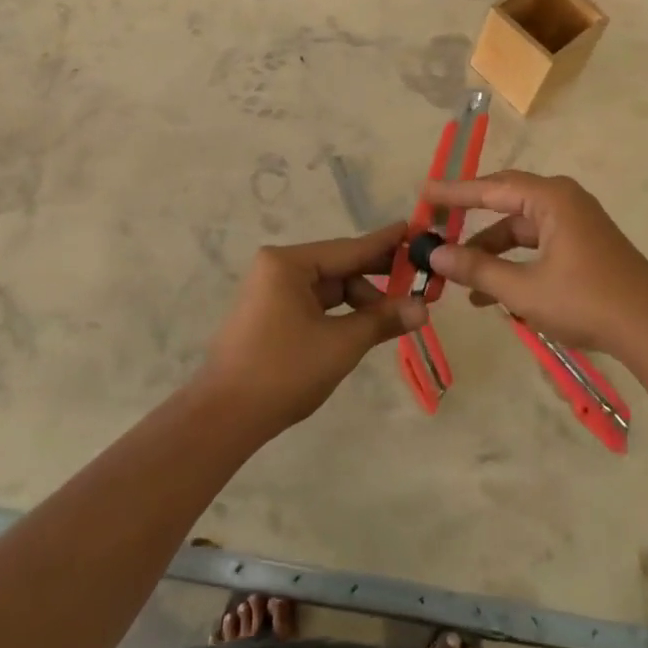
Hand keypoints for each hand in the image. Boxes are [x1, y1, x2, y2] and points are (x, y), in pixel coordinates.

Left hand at [198, 223, 424, 434]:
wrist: (224, 418)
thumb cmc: (283, 372)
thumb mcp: (341, 344)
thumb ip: (382, 320)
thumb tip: (423, 308)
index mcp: (288, 263)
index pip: (349, 248)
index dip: (385, 243)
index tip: (414, 229)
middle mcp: (277, 268)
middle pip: (338, 267)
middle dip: (376, 278)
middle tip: (417, 280)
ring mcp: (270, 292)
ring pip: (328, 288)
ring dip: (359, 301)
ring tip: (393, 318)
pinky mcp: (269, 315)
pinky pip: (314, 304)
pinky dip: (340, 313)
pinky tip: (364, 325)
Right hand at [422, 171, 647, 355]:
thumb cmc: (587, 301)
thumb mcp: (524, 289)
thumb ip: (477, 269)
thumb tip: (435, 253)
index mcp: (551, 198)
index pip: (491, 187)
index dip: (455, 192)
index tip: (424, 193)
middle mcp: (563, 201)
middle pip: (505, 203)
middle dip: (470, 220)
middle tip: (435, 228)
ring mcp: (576, 223)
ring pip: (520, 229)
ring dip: (492, 252)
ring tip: (461, 281)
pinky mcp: (584, 246)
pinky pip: (538, 245)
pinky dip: (515, 263)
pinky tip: (494, 295)